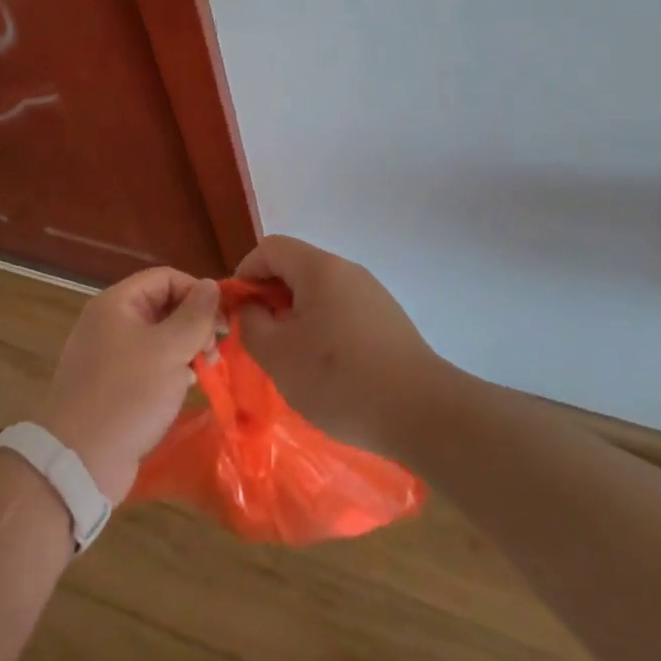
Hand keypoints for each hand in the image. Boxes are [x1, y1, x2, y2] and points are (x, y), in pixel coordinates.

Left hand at [35, 268, 220, 501]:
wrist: (80, 460)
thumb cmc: (128, 393)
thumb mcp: (170, 350)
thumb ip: (195, 316)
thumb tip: (212, 285)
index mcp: (117, 303)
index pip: (165, 278)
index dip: (197, 292)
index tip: (223, 319)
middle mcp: (110, 322)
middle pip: (162, 306)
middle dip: (194, 323)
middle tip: (216, 348)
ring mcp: (109, 355)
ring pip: (159, 337)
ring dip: (187, 348)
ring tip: (208, 368)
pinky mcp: (113, 385)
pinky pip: (149, 364)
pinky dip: (171, 370)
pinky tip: (187, 386)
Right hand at [234, 234, 450, 458]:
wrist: (423, 412)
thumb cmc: (339, 379)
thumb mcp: (277, 354)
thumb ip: (250, 323)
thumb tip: (249, 307)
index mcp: (319, 268)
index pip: (269, 248)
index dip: (245, 274)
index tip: (238, 313)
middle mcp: (347, 270)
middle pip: (295, 268)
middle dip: (270, 299)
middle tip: (262, 340)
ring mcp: (372, 294)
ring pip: (319, 293)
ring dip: (297, 317)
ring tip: (293, 360)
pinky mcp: (388, 320)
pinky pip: (342, 311)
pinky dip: (324, 330)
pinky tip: (328, 370)